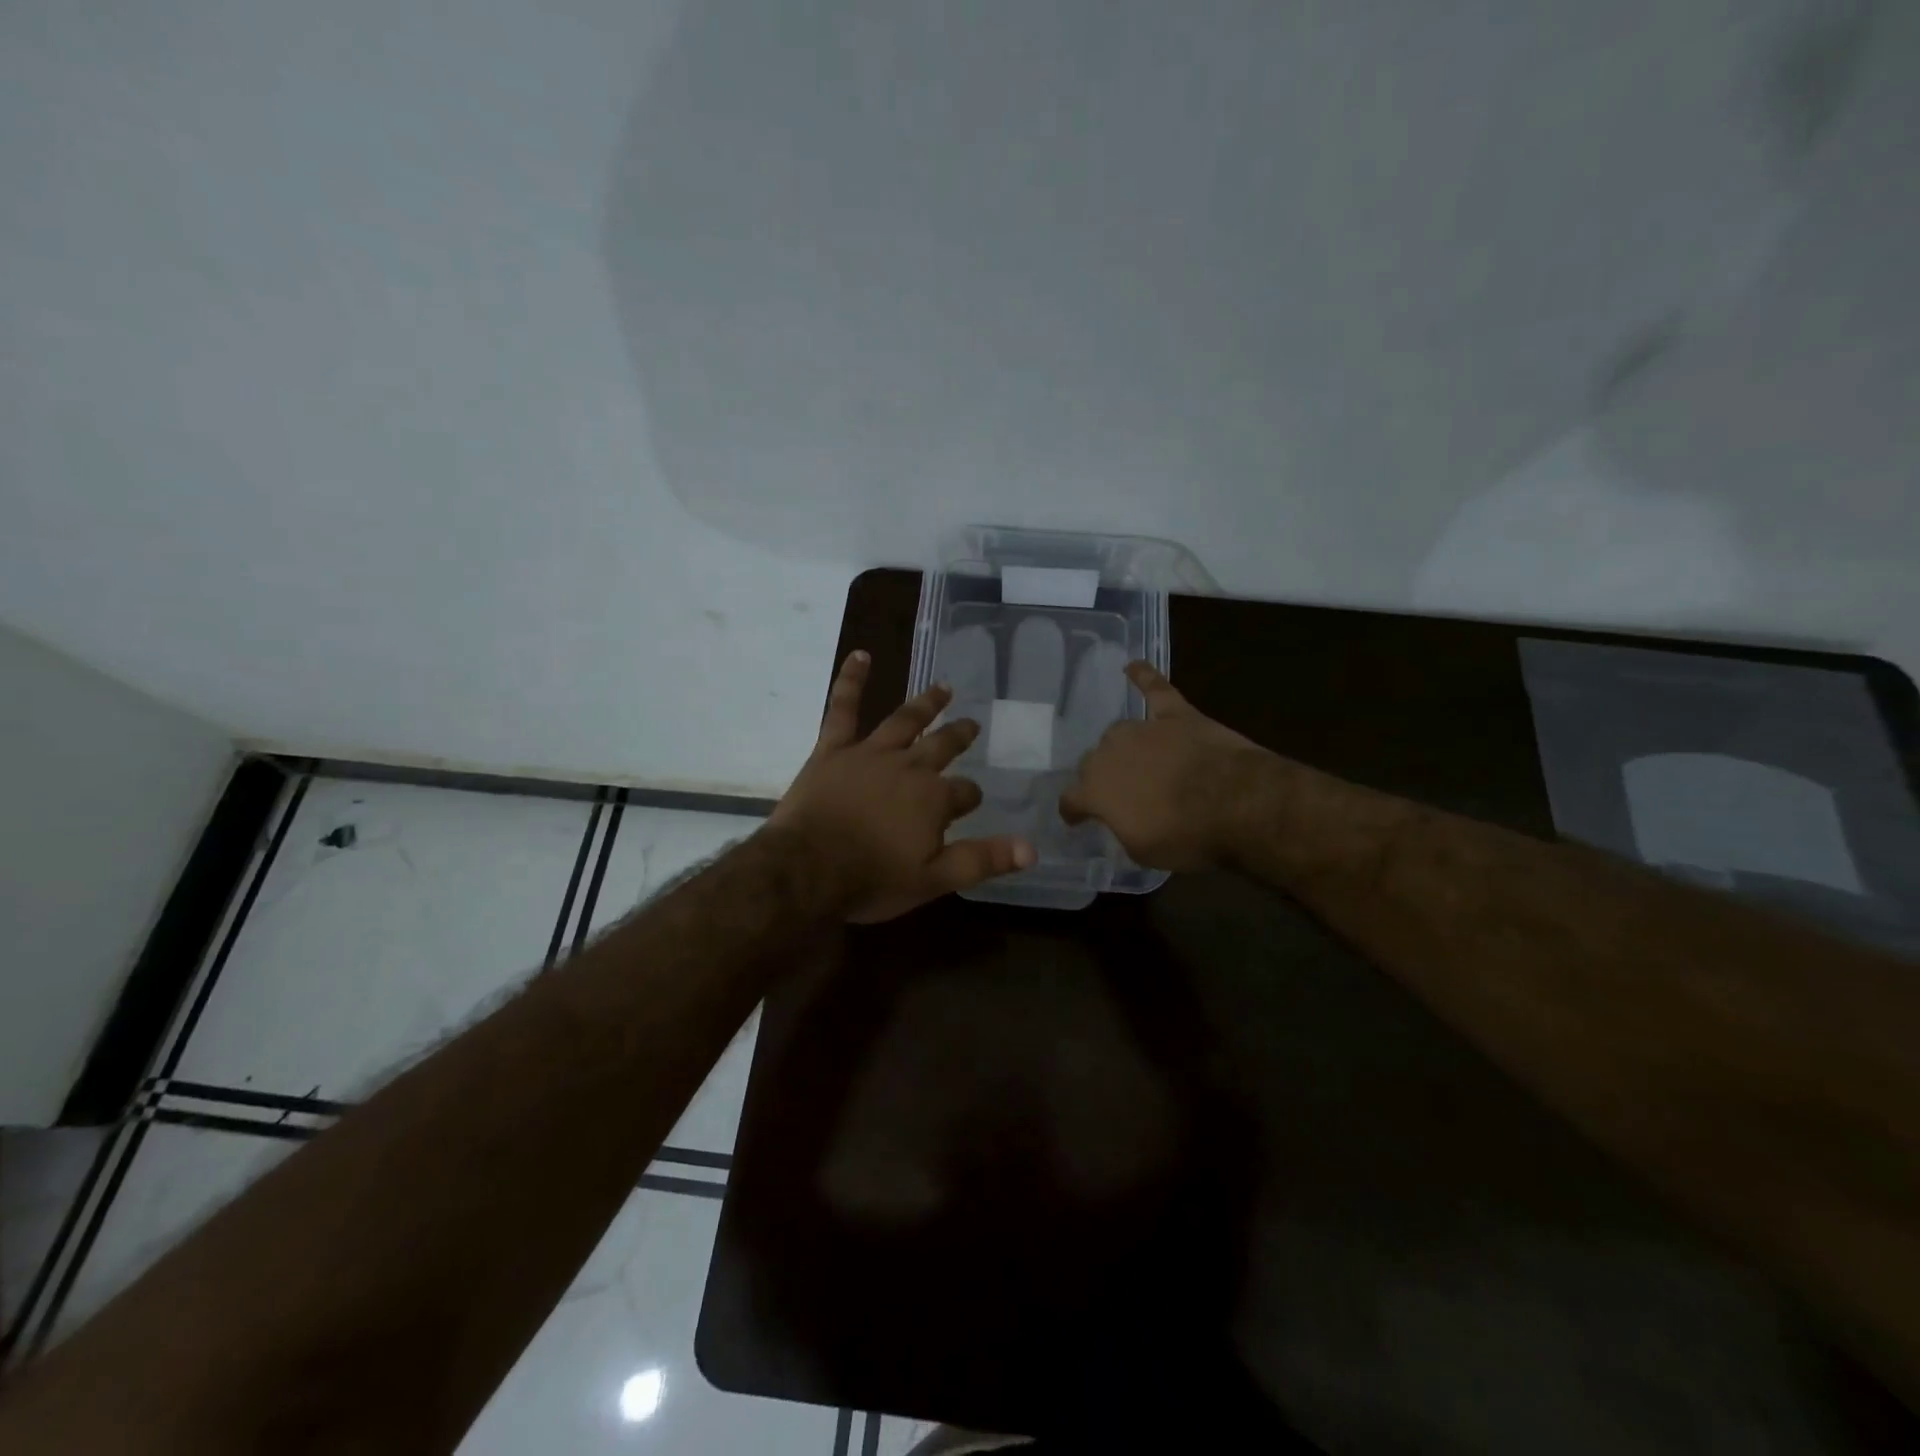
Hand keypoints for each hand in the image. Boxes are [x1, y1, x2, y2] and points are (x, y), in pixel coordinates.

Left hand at [771, 651, 1036, 921]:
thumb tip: (1031, 849)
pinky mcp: (833, 749)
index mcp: (934, 799)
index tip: (971, 802)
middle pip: (942, 746)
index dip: (970, 797)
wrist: (806, 869)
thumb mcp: (934, 880)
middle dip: (959, 737)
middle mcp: (909, 766)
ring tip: (943, 688)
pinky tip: (861, 655)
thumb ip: (981, 860)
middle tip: (971, 726)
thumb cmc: (871, 878)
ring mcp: (870, 753)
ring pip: (904, 720)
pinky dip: (852, 680)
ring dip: (926, 704)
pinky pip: (843, 708)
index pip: (965, 793)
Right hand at [1060, 660, 1269, 871]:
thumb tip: (1121, 817)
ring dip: (1122, 746)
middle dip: (1100, 776)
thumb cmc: (1185, 836)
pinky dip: (1143, 676)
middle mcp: (1108, 754)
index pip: (1070, 799)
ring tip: (1134, 758)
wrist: (1235, 804)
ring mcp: (1142, 730)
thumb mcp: (1142, 851)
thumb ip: (1122, 828)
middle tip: (1119, 792)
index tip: (1077, 818)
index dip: (1073, 810)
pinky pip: (1155, 689)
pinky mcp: (1175, 714)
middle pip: (1092, 762)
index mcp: (1094, 791)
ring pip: (1118, 733)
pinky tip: (1133, 666)